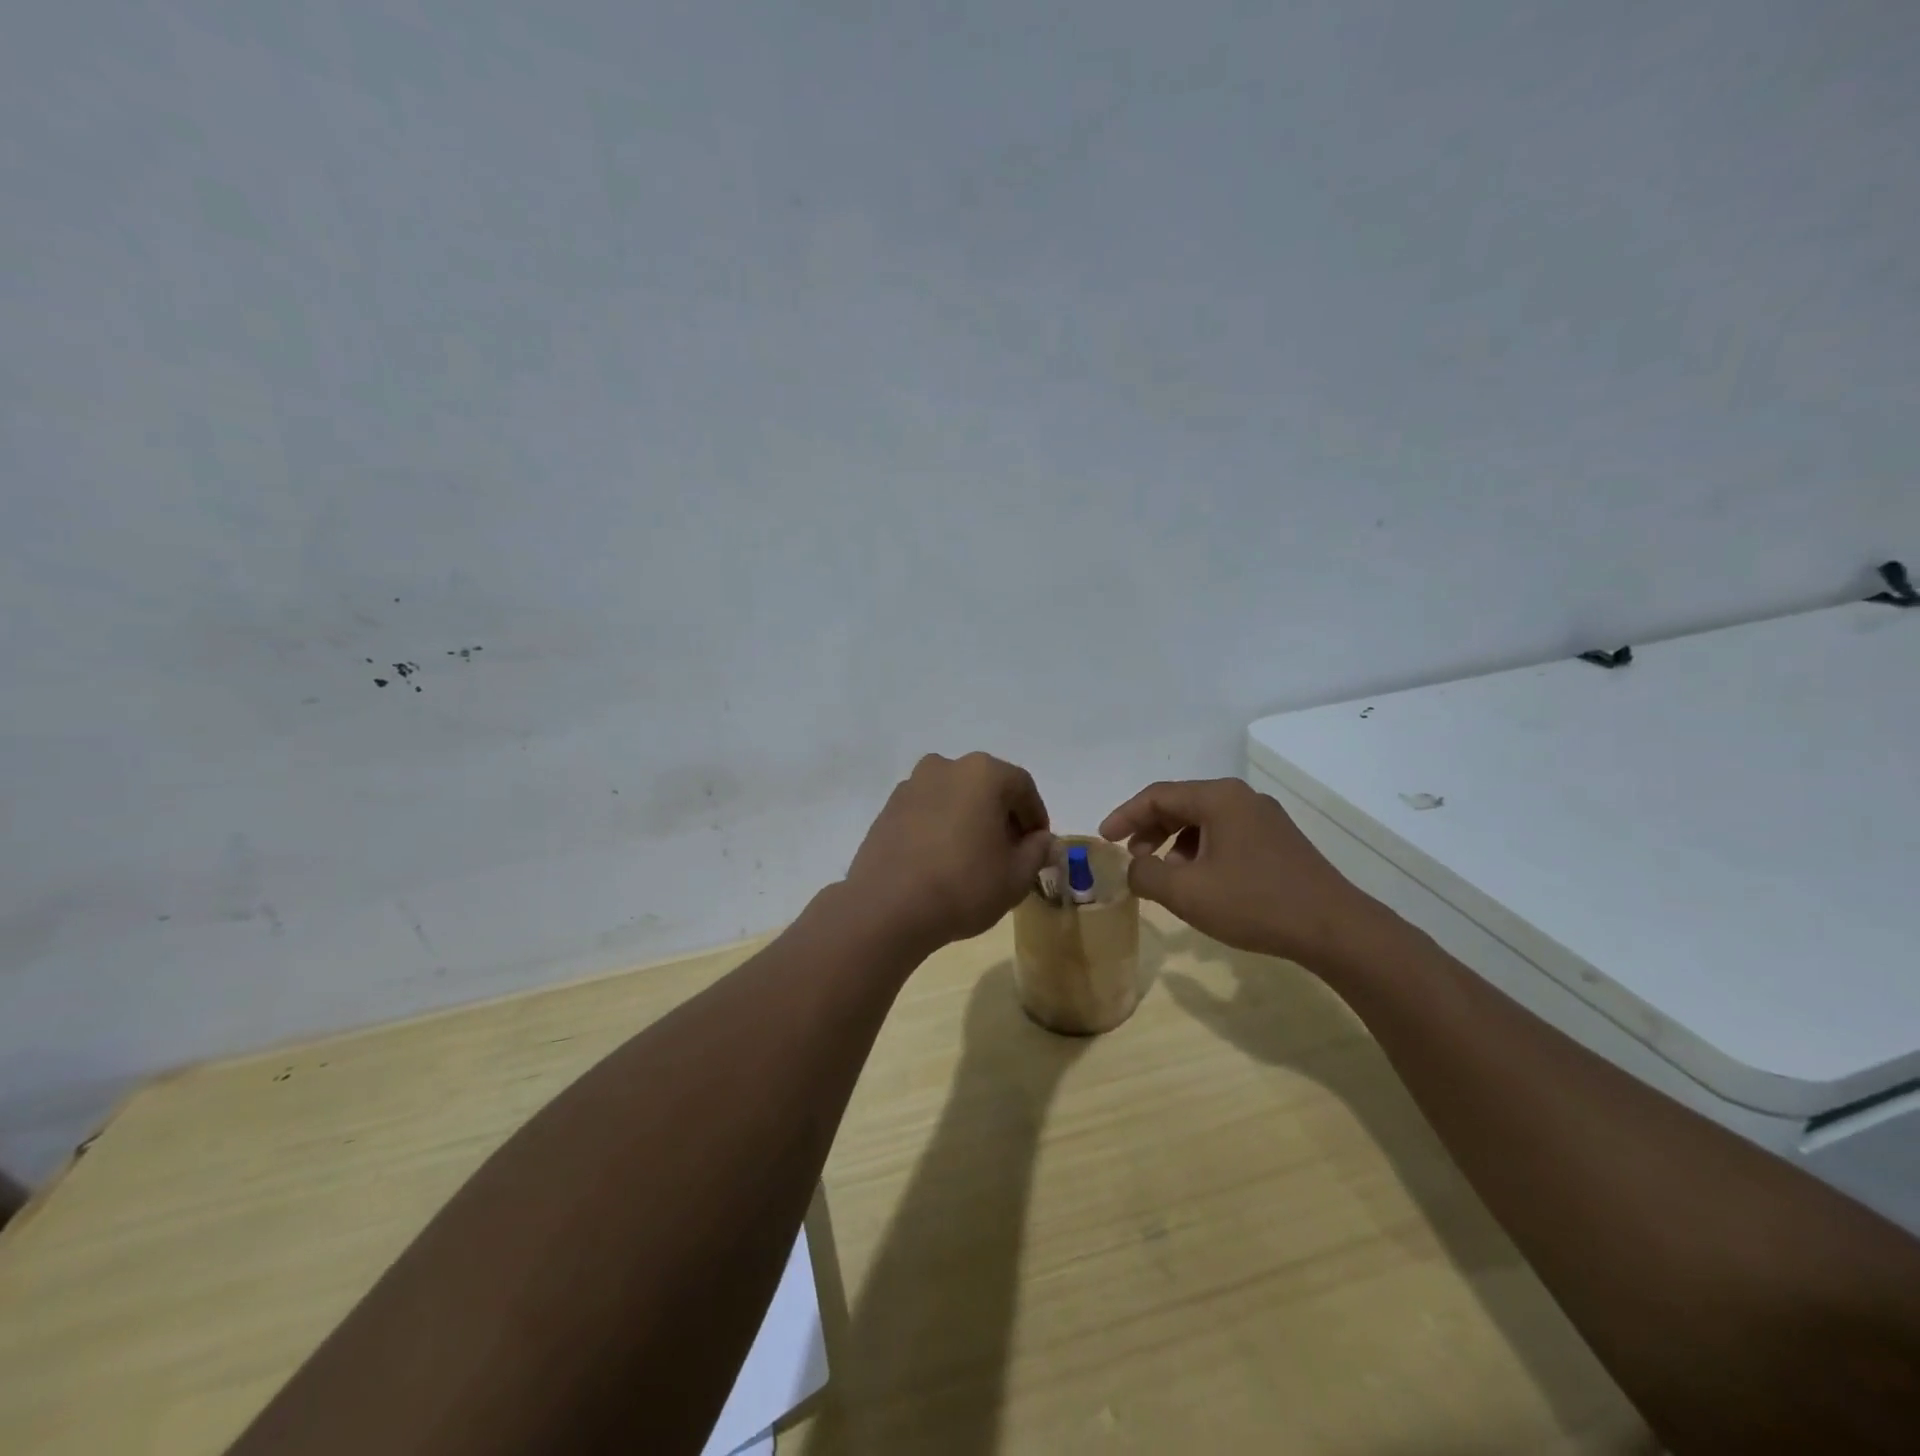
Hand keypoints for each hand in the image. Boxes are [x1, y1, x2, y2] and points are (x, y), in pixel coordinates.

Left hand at [846, 752, 1053, 952]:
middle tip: (1010, 853)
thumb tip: (1042, 840)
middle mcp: (945, 767)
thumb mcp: (1016, 876)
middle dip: (1002, 816)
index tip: (1038, 847)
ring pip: (954, 797)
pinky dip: (941, 827)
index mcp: (982, 773)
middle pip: (986, 787)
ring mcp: (911, 785)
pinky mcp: (887, 808)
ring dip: (970, 819)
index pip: (1022, 787)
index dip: (1036, 817)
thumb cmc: (963, 886)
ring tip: (974, 858)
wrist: (887, 908)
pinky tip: (942, 860)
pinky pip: (927, 811)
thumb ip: (1037, 851)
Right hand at [1099, 778, 1381, 966]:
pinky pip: (1226, 836)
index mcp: (1219, 798)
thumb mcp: (1187, 892)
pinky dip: (1201, 852)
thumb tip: (1134, 868)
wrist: (1335, 929)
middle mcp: (1242, 798)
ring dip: (1175, 845)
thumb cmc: (1254, 903)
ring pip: (1204, 822)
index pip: (1157, 795)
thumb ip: (1146, 875)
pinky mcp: (1279, 842)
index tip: (1105, 840)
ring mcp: (1265, 819)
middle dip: (1150, 830)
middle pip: (1181, 804)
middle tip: (1133, 859)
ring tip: (1166, 877)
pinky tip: (1202, 884)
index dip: (1124, 816)